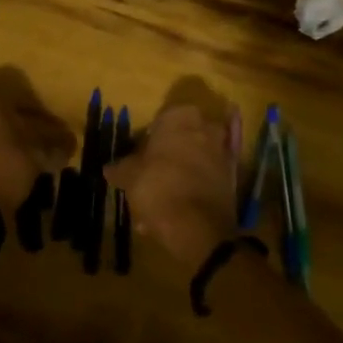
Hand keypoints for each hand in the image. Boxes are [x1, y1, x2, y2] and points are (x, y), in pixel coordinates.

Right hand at [105, 101, 238, 270]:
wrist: (197, 226)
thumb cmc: (158, 186)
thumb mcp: (129, 176)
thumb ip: (120, 168)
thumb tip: (110, 167)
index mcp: (181, 117)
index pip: (163, 119)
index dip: (150, 139)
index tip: (140, 158)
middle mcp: (207, 127)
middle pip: (182, 139)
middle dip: (168, 157)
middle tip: (151, 178)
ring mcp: (223, 152)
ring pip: (195, 160)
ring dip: (181, 175)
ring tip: (162, 202)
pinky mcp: (233, 178)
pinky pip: (207, 179)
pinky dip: (194, 190)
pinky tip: (178, 211)